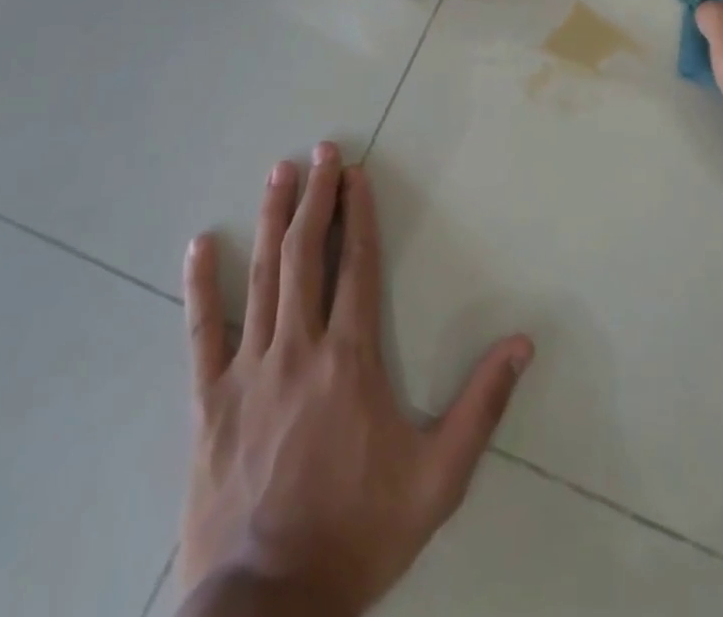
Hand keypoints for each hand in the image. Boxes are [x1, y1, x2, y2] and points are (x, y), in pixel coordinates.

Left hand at [179, 144, 533, 615]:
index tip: (356, 173)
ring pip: (262, 277)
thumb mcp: (437, 479)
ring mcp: (249, 370)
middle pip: (308, 255)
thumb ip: (481, 407)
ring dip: (272, 220)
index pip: (358, 265)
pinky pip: (201, 332)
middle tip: (319, 151)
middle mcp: (300, 348)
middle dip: (316, 197)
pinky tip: (199, 244)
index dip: (359, 214)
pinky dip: (201, 285)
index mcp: (351, 358)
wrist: (266, 609)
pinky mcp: (209, 401)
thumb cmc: (357, 534)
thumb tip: (522, 343)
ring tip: (278, 173)